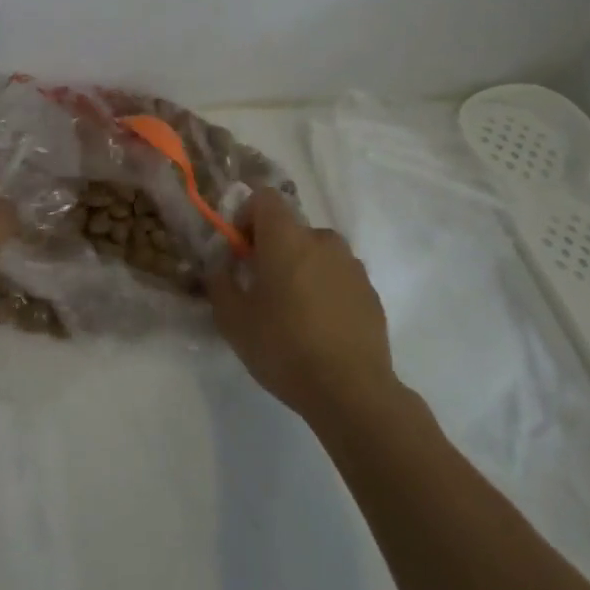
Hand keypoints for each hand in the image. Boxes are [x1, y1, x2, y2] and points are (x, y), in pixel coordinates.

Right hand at [206, 187, 397, 421]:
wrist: (352, 391)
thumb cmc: (283, 347)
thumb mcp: (232, 318)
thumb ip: (219, 281)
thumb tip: (221, 265)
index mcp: (287, 237)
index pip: (264, 198)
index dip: (246, 217)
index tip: (239, 252)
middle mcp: (322, 240)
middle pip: (290, 228)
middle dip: (272, 249)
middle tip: (260, 289)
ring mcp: (352, 265)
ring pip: (316, 253)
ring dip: (300, 269)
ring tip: (292, 312)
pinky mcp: (370, 292)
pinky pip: (338, 277)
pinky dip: (324, 290)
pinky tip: (319, 328)